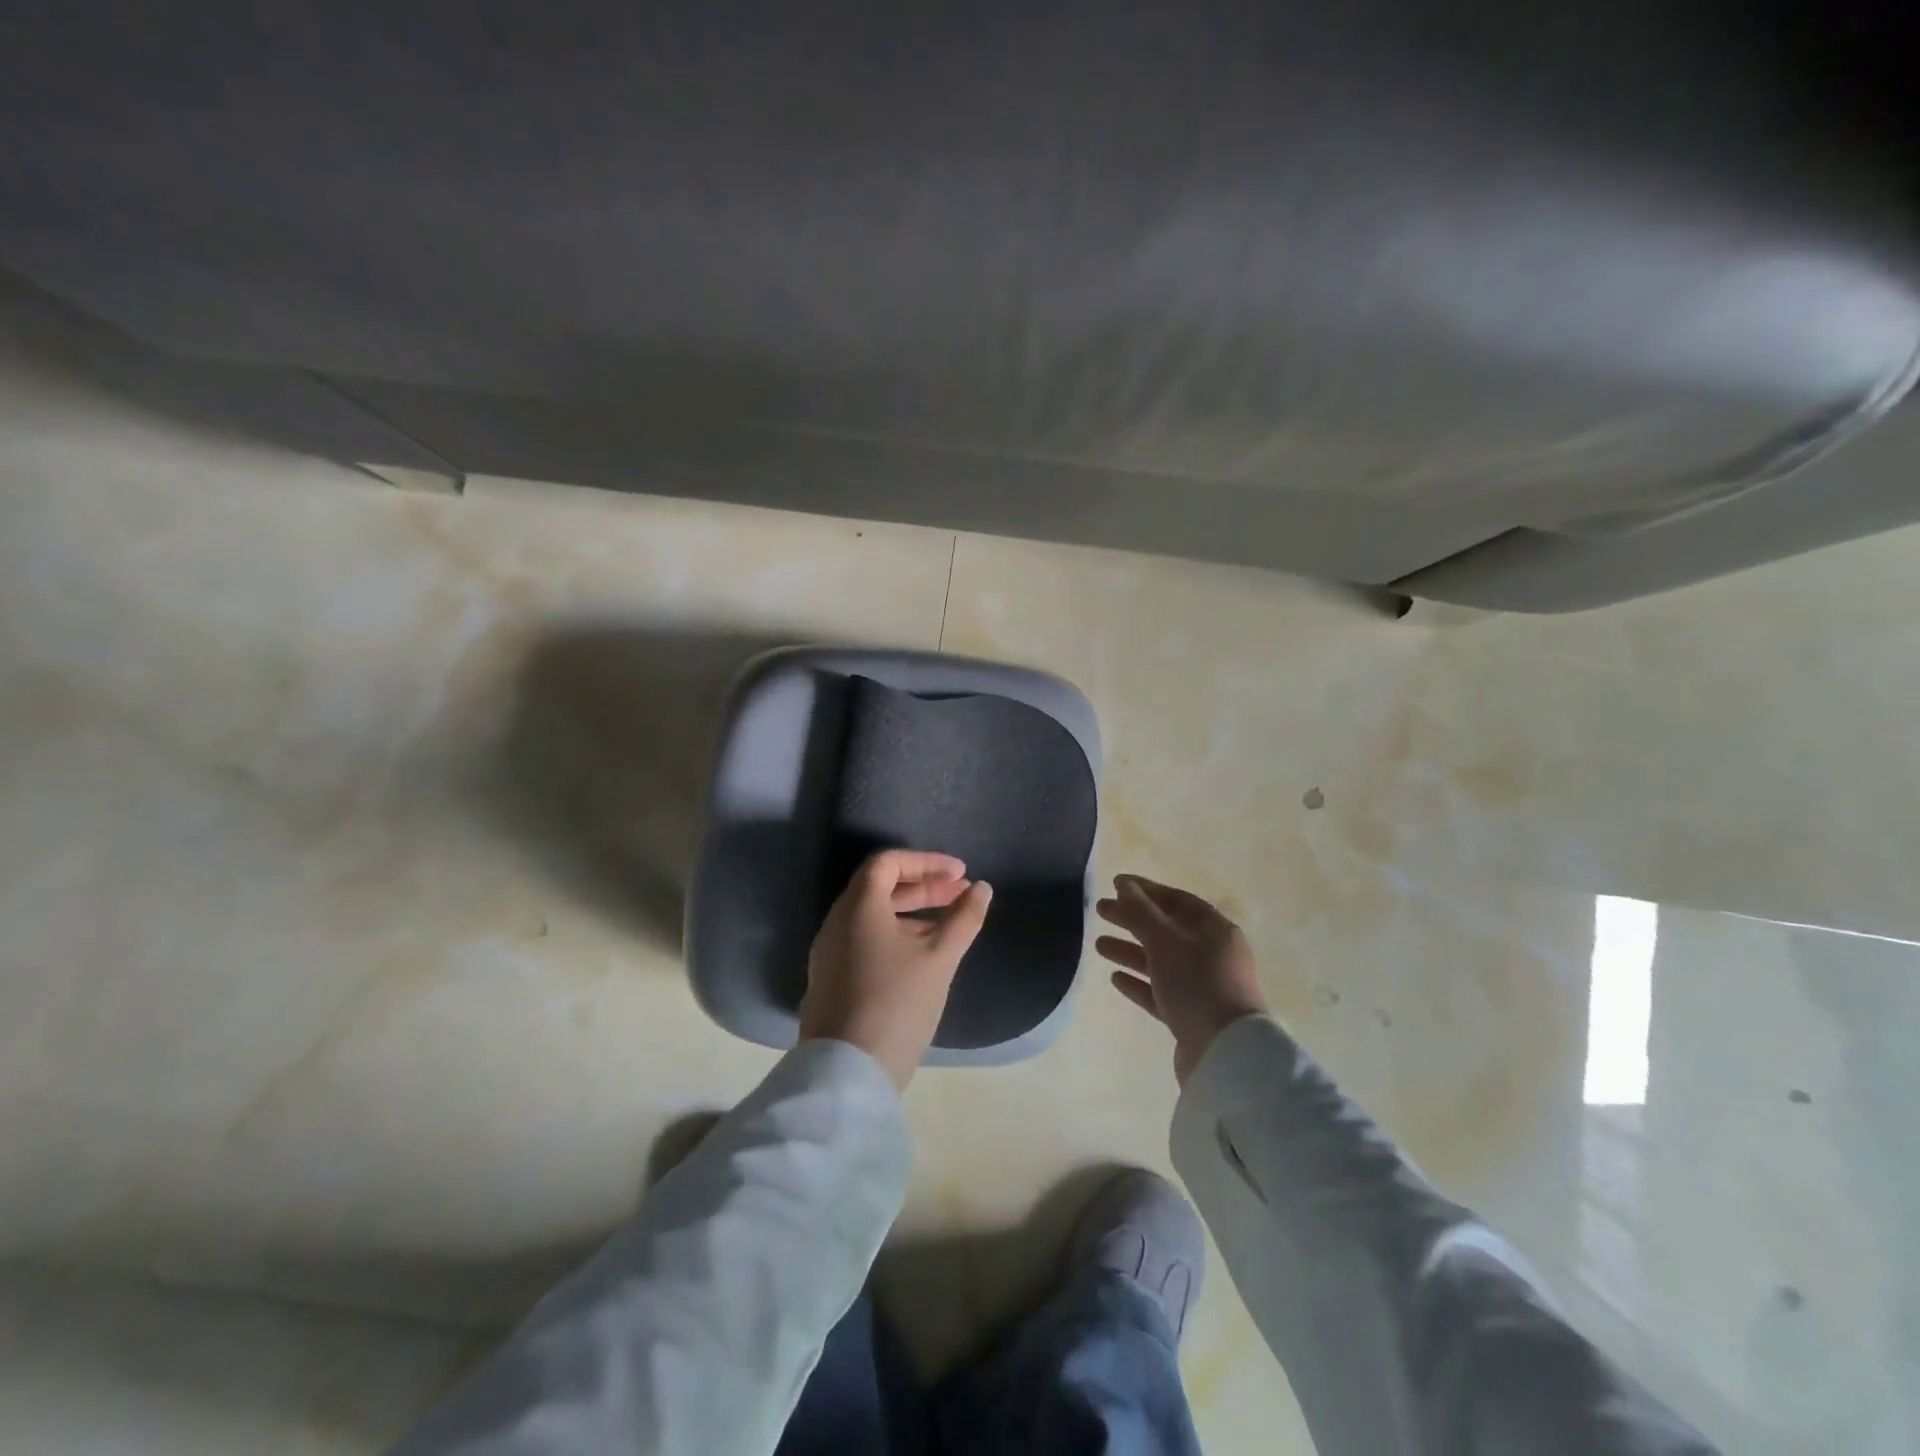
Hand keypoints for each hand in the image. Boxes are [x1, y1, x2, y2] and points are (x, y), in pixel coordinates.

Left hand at [800, 849, 992, 1088]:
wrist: (848, 1072)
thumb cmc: (897, 1002)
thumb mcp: (939, 958)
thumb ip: (963, 918)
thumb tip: (982, 889)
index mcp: (858, 907)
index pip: (888, 863)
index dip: (927, 862)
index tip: (961, 874)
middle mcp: (837, 922)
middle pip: (880, 887)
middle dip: (924, 887)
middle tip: (961, 894)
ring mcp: (830, 952)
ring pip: (873, 916)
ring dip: (912, 912)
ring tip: (949, 925)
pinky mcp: (832, 979)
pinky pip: (865, 940)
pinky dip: (896, 934)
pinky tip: (922, 955)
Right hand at [1096, 874, 1267, 1084]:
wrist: (1226, 1054)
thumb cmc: (1198, 985)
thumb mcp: (1166, 943)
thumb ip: (1141, 913)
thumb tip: (1124, 884)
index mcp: (1215, 931)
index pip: (1178, 901)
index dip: (1146, 890)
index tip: (1115, 884)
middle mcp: (1212, 955)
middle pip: (1166, 929)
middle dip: (1132, 919)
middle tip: (1100, 911)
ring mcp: (1202, 987)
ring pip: (1160, 961)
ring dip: (1130, 951)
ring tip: (1099, 945)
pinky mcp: (1190, 1016)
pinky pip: (1160, 992)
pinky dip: (1139, 982)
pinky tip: (1115, 977)